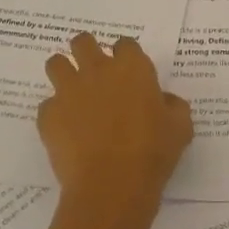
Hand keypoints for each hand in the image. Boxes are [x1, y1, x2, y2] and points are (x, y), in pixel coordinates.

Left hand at [38, 33, 192, 212]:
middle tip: (94, 73)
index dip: (126, 56)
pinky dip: (55, 114)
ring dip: (64, 73)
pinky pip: (47, 105)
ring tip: (72, 93)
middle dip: (87, 51)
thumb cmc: (152, 153)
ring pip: (56, 63)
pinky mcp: (48, 114)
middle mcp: (98, 70)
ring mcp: (69, 90)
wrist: (111, 185)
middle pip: (83, 42)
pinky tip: (66, 131)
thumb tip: (164, 100)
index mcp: (132, 68)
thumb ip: (173, 105)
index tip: (129, 72)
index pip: (125, 44)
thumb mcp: (180, 127)